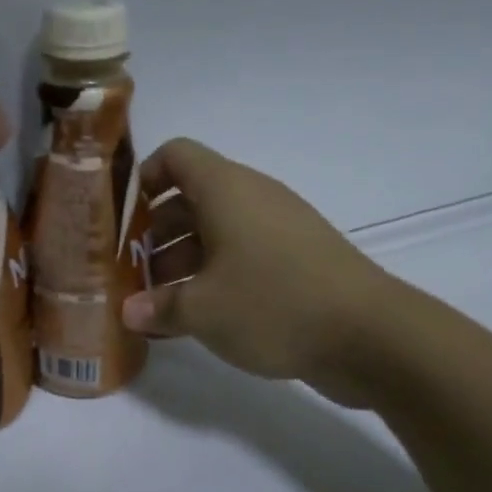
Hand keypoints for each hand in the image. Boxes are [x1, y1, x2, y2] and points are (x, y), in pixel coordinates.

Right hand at [120, 139, 400, 406]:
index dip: (143, 178)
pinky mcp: (295, 261)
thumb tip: (128, 311)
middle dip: (155, 234)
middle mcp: (251, 199)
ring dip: (181, 262)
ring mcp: (277, 229)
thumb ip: (157, 307)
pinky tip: (194, 318)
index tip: (122, 220)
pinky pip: (241, 257)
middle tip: (130, 273)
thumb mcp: (202, 310)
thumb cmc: (272, 304)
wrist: (369, 335)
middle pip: (190, 199)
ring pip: (215, 233)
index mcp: (225, 189)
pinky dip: (213, 279)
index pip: (176, 155)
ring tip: (155, 304)